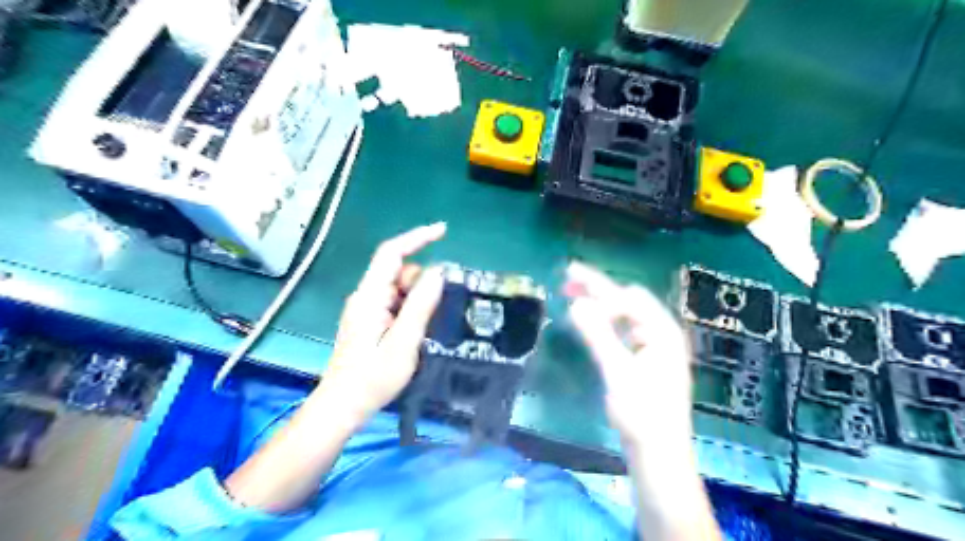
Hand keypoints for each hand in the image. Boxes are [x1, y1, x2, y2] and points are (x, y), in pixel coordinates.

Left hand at [319, 222, 447, 421]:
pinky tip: (413, 332)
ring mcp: (366, 308)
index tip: (443, 230)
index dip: (417, 238)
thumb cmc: (372, 378)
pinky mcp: (369, 320)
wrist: (342, 406)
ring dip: (416, 299)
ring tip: (420, 331)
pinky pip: (394, 302)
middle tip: (432, 314)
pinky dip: (409, 308)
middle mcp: (365, 296)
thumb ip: (420, 305)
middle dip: (420, 283)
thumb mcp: (404, 342)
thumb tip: (438, 272)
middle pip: (398, 271)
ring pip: (398, 288)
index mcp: (369, 296)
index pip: (391, 253)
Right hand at [568, 263, 693, 451]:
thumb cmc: (641, 412)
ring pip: (624, 312)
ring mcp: (654, 345)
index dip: (600, 293)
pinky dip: (604, 319)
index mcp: (662, 331)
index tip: (570, 294)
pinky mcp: (645, 358)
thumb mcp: (617, 372)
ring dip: (600, 300)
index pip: (628, 298)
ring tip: (572, 289)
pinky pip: (622, 327)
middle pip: (627, 300)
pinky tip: (590, 318)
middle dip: (598, 287)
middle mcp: (661, 332)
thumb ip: (597, 335)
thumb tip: (576, 303)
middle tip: (568, 274)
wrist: (658, 452)